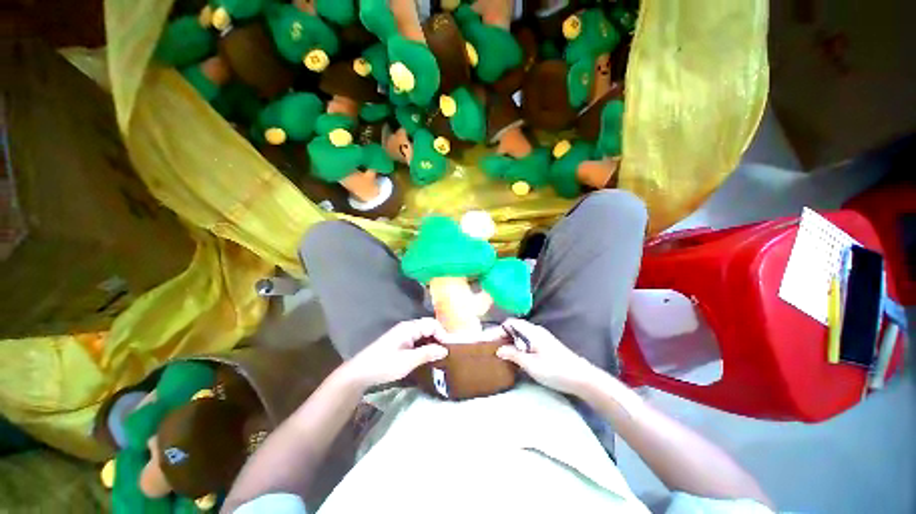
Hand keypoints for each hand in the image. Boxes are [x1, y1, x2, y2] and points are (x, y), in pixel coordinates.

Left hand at [343, 318, 448, 388]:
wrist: (359, 373)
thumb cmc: (384, 365)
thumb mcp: (408, 361)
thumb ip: (427, 353)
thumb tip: (445, 350)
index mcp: (409, 327)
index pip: (432, 324)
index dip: (443, 334)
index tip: (448, 349)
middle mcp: (408, 327)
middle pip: (429, 327)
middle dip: (439, 337)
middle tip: (446, 353)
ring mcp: (403, 334)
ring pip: (424, 333)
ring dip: (432, 342)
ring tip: (439, 355)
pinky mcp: (400, 341)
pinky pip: (418, 339)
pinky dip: (425, 345)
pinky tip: (427, 356)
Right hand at [496, 318, 598, 394]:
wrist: (582, 378)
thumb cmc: (555, 370)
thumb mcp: (531, 364)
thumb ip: (513, 355)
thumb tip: (498, 350)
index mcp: (531, 331)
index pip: (510, 323)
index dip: (497, 331)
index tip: (487, 342)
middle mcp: (536, 331)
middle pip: (514, 328)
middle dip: (501, 336)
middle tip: (491, 348)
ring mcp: (541, 338)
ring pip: (520, 335)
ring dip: (509, 342)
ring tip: (499, 353)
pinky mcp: (545, 346)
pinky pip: (526, 341)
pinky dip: (517, 346)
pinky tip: (515, 357)